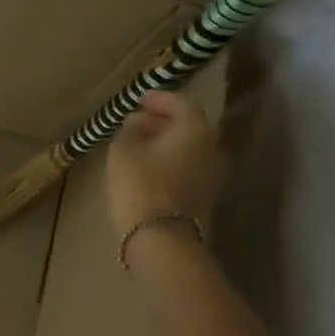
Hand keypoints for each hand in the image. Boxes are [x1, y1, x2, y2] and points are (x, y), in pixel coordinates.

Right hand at [105, 92, 222, 238]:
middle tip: (136, 120)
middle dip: (161, 121)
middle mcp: (211, 146)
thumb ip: (130, 129)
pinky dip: (168, 160)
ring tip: (138, 143)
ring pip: (186, 148)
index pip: (179, 103)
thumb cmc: (140, 184)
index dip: (157, 99)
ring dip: (164, 142)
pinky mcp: (203, 195)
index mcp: (195, 128)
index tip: (138, 98)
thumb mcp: (123, 150)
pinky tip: (148, 165)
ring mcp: (211, 173)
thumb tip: (136, 122)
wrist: (161, 237)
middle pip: (186, 126)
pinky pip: (186, 167)